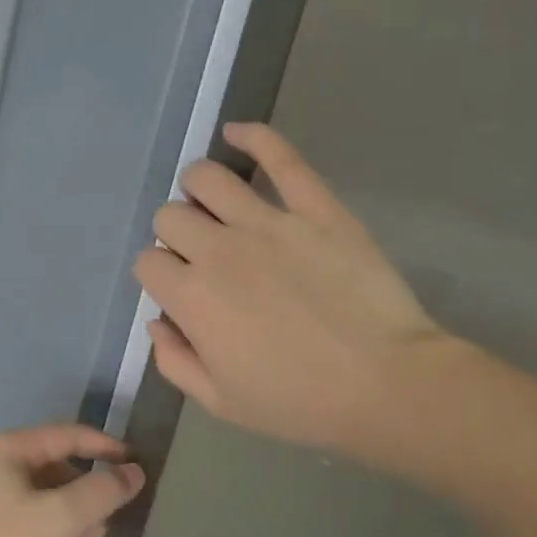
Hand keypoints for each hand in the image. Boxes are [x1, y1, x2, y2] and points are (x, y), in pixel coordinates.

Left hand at [0, 425, 145, 536]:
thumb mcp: (61, 517)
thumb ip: (101, 492)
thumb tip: (133, 471)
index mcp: (13, 448)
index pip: (70, 434)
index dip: (107, 446)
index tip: (137, 464)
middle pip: (55, 461)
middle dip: (90, 481)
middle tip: (121, 506)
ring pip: (41, 490)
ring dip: (73, 505)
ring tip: (101, 531)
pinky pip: (27, 510)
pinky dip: (52, 521)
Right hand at [133, 122, 457, 459]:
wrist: (388, 386)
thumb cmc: (299, 402)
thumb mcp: (219, 402)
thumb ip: (173, 360)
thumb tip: (157, 321)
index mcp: (191, 296)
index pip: (147, 263)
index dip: (158, 276)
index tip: (178, 291)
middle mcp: (218, 248)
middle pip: (170, 216)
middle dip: (175, 235)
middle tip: (200, 256)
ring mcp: (268, 222)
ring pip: (206, 178)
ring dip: (198, 188)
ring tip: (213, 204)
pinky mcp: (316, 208)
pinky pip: (280, 158)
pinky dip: (254, 138)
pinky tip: (237, 134)